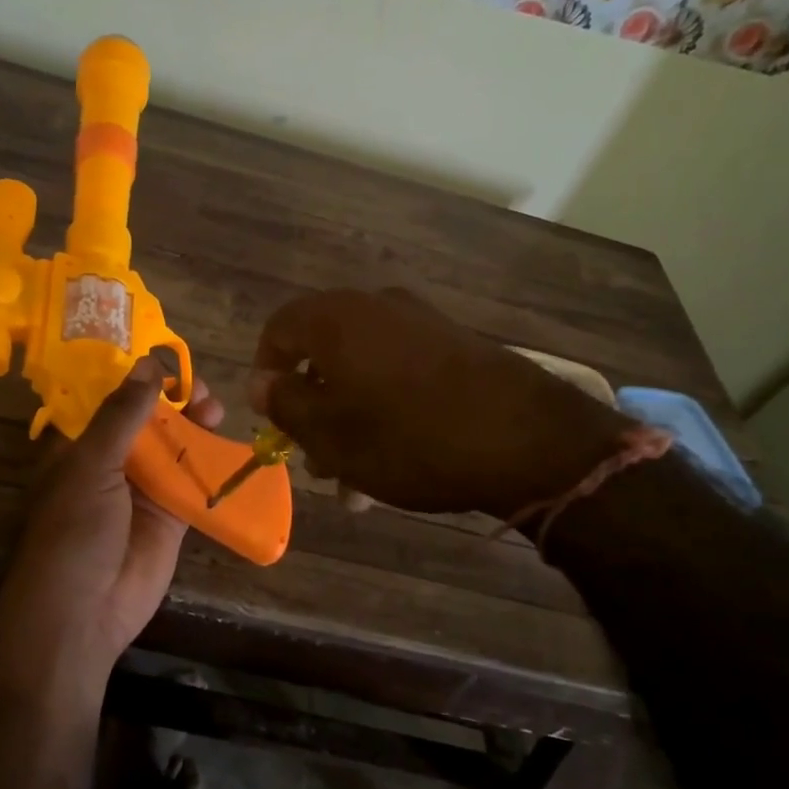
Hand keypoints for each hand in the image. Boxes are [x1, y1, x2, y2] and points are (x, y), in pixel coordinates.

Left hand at [0, 358, 224, 677]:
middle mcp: (111, 464)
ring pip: (174, 448)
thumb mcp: (91, 466)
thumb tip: (147, 365)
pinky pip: (194, 482)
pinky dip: (211, 464)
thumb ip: (121, 416)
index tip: (167, 357)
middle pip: (147, 422)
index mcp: (80, 447)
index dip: (136, 379)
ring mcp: (143, 491)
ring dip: (194, 427)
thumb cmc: (74, 531)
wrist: (85, 610)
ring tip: (215, 408)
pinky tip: (229, 444)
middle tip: (199, 387)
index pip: (109, 402)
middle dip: (172, 401)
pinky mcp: (171, 516)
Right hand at [248, 288, 628, 518]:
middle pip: (323, 355)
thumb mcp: (330, 432)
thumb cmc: (407, 437)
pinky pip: (400, 374)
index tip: (272, 419)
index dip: (266, 374)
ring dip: (349, 421)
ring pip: (362, 373)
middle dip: (313, 411)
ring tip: (356, 480)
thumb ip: (285, 403)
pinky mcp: (456, 345)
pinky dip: (385, 410)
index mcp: (336, 319)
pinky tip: (397, 459)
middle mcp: (376, 308)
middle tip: (317, 462)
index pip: (278, 330)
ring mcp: (421, 324)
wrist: (526, 440)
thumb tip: (261, 382)